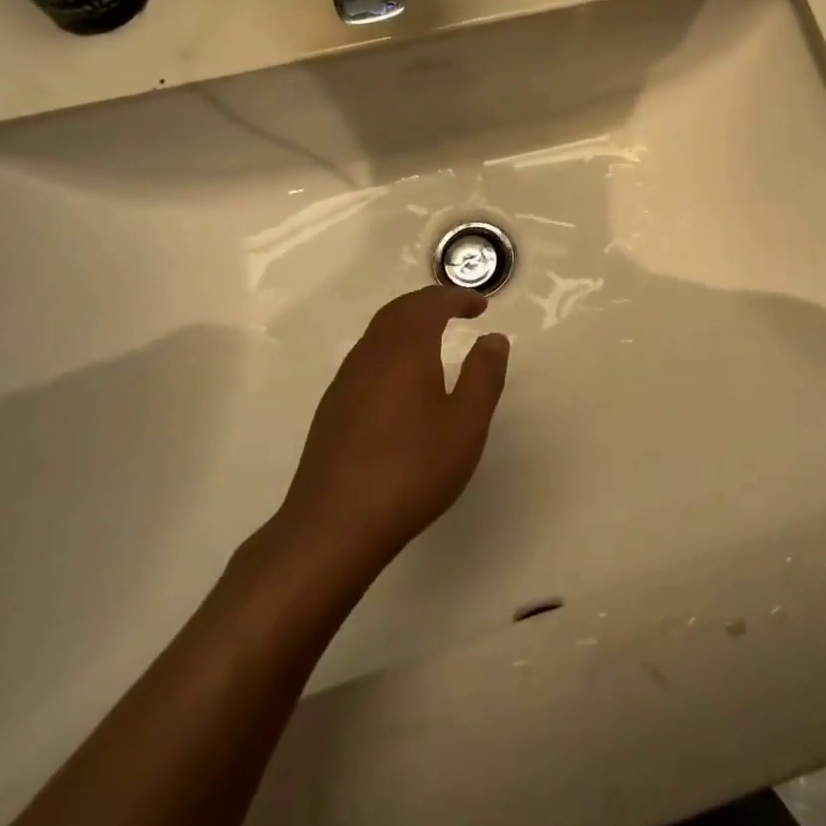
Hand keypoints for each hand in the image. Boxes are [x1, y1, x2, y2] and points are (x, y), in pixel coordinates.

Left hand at [269, 286, 508, 581]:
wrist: (333, 527)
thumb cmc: (411, 469)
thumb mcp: (466, 423)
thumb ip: (484, 375)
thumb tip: (492, 338)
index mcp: (404, 349)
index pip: (429, 304)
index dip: (456, 297)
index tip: (480, 305)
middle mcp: (370, 355)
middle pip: (398, 311)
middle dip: (429, 304)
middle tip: (458, 311)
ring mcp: (345, 383)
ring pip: (378, 334)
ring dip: (408, 325)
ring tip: (435, 340)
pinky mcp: (332, 410)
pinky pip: (367, 359)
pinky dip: (392, 350)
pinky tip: (403, 382)